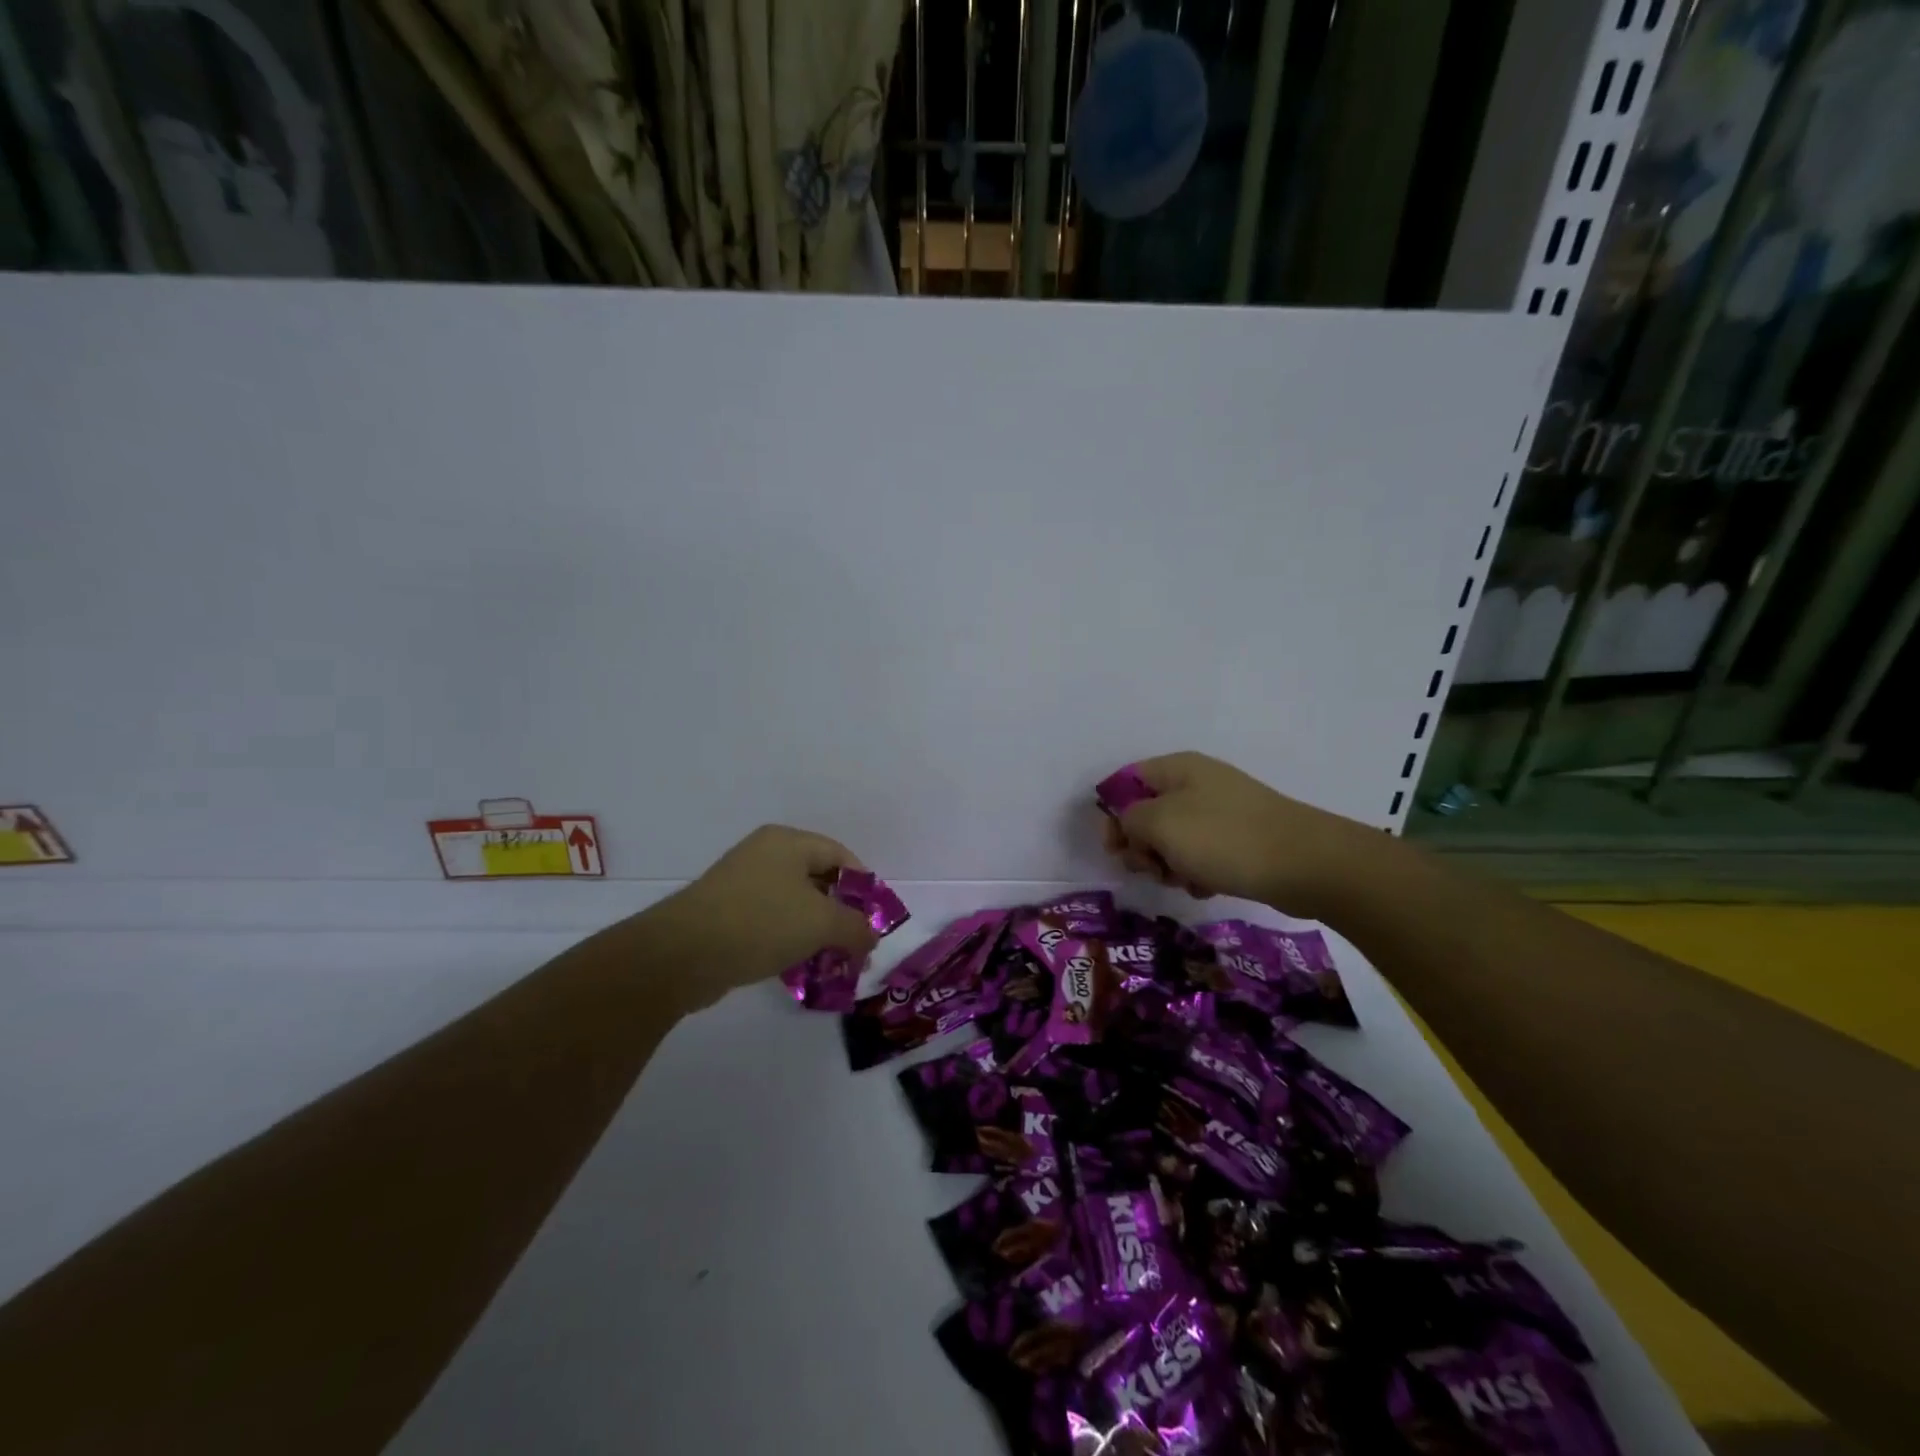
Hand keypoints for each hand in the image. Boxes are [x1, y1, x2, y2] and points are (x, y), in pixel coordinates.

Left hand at [648, 825, 878, 1010]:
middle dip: (841, 913)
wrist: (681, 954)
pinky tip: (798, 966)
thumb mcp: (821, 923)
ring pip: (793, 903)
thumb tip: (871, 937)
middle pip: (817, 879)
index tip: (875, 920)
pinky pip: (770, 921)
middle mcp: (764, 854)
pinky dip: (788, 939)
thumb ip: (856, 928)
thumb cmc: (761, 922)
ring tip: (832, 961)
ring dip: (815, 931)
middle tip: (857, 944)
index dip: (864, 886)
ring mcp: (741, 883)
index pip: (840, 856)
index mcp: (788, 842)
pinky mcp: (725, 913)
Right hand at [1100, 751, 1371, 916]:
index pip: (1125, 782)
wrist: (1304, 863)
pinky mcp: (1240, 839)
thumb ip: (1129, 820)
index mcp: (1176, 768)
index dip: (1111, 814)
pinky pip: (1201, 855)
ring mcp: (1221, 811)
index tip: (1115, 849)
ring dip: (1168, 864)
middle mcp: (1197, 783)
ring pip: (1173, 839)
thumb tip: (1129, 826)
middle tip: (1150, 869)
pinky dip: (1196, 872)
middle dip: (1141, 846)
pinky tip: (1206, 887)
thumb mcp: (1160, 823)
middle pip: (1147, 814)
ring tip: (1183, 881)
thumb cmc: (1223, 837)